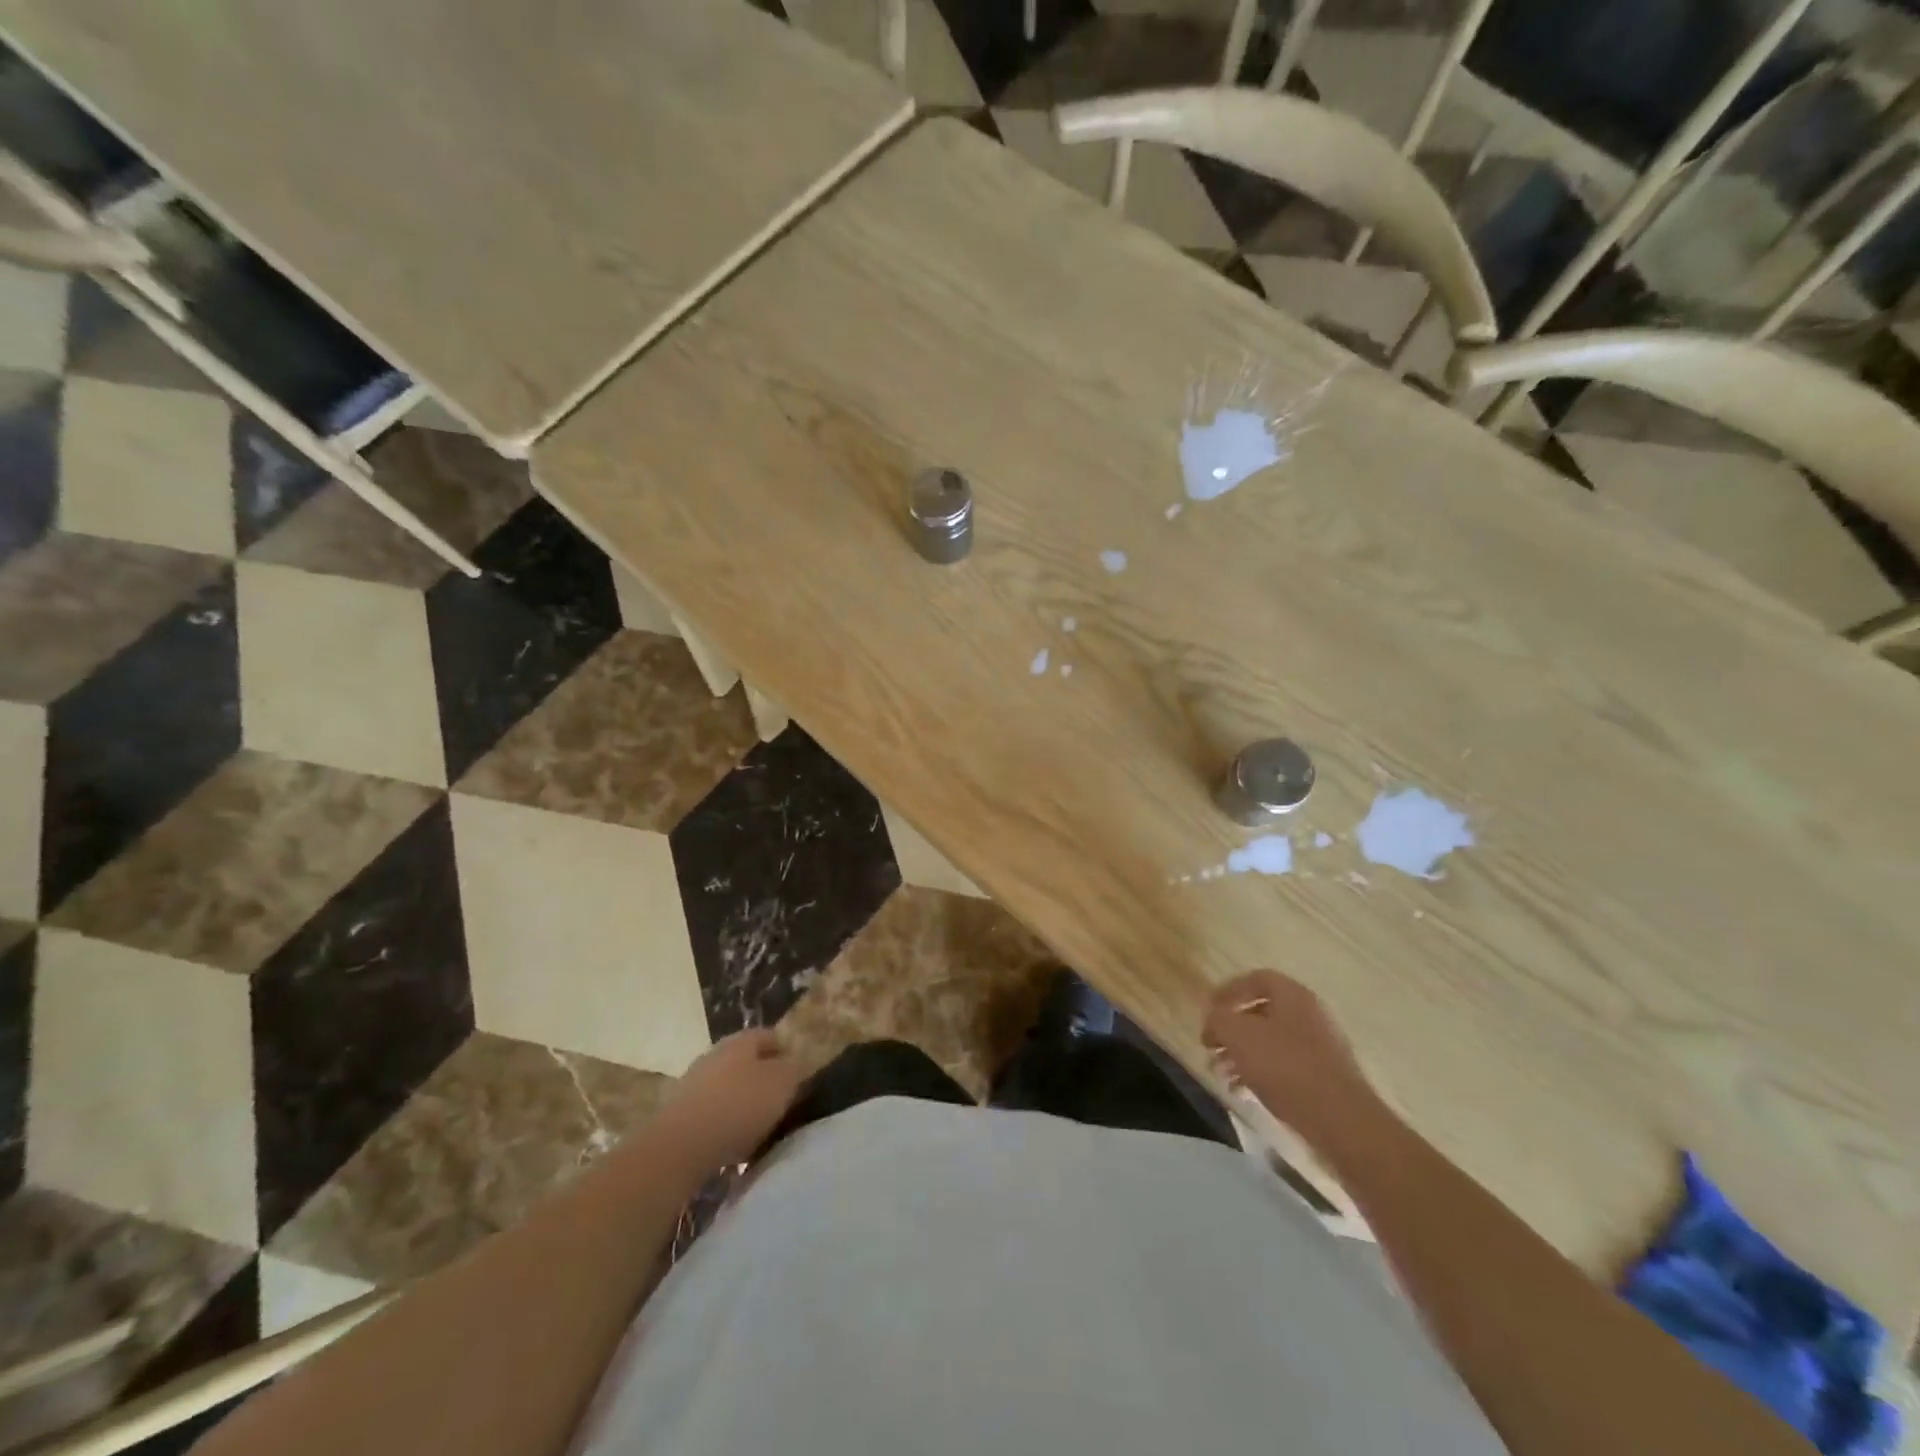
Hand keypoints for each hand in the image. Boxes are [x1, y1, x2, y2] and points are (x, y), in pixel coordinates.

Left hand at [661, 1029, 803, 1167]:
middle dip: (763, 1078)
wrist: (680, 1146)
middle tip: (782, 1100)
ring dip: (743, 1102)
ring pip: (728, 1087)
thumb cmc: (739, 1105)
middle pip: (746, 1061)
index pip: (769, 1036)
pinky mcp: (680, 1113)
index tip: (799, 1073)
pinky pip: (712, 1113)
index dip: (786, 1051)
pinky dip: (725, 1124)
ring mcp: (694, 1083)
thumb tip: (797, 1064)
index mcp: (741, 1041)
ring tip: (760, 1127)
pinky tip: (734, 1144)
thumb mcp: (782, 1084)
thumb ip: (795, 1069)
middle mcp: (715, 1055)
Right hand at [1203, 970, 1373, 1142]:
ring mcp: (1321, 1048)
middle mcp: (1310, 1015)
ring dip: (1242, 1055)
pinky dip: (1260, 1074)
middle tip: (1211, 1047)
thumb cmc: (1284, 1066)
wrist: (1340, 1120)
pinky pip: (1285, 1067)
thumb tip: (1214, 1019)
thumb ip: (1218, 1019)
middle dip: (1231, 1030)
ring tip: (1222, 1075)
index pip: (1255, 979)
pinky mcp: (1325, 1078)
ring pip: (1271, 1043)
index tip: (1208, 1011)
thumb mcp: (1237, 1035)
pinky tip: (1243, 1093)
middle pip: (1261, 1013)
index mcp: (1292, 995)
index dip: (1228, 991)